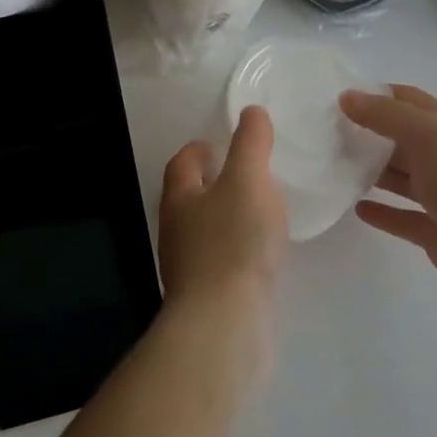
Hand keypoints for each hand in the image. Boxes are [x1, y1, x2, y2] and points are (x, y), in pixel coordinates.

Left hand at [157, 106, 289, 319]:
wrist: (224, 324)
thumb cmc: (233, 243)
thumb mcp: (248, 181)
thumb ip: (250, 145)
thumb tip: (250, 112)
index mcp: (179, 198)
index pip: (182, 164)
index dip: (197, 150)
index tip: (215, 143)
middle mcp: (176, 230)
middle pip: (188, 198)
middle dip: (210, 183)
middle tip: (240, 175)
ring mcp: (188, 267)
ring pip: (204, 231)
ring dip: (225, 217)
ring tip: (257, 212)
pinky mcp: (207, 298)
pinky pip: (221, 262)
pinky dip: (236, 250)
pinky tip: (260, 256)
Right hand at [340, 85, 436, 314]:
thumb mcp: (429, 136)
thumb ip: (387, 115)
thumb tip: (346, 97)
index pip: (405, 100)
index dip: (373, 94)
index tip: (334, 98)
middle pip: (398, 138)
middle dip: (365, 133)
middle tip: (322, 134)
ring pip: (399, 177)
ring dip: (369, 171)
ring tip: (331, 168)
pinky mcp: (435, 232)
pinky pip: (401, 217)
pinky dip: (380, 211)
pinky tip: (355, 208)